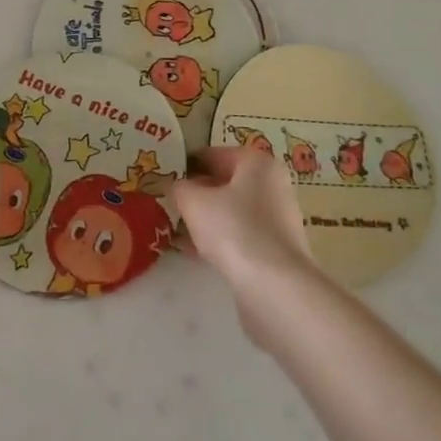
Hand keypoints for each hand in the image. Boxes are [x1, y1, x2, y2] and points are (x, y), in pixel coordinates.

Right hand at [173, 148, 317, 341]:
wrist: (274, 286)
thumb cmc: (233, 229)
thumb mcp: (194, 201)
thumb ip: (181, 188)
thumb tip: (179, 187)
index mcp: (257, 163)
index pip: (213, 154)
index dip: (186, 165)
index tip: (164, 178)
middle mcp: (272, 185)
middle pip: (225, 183)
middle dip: (196, 194)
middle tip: (168, 204)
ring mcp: (276, 218)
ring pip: (231, 211)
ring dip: (205, 219)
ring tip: (175, 229)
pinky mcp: (275, 249)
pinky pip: (239, 235)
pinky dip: (218, 240)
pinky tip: (193, 252)